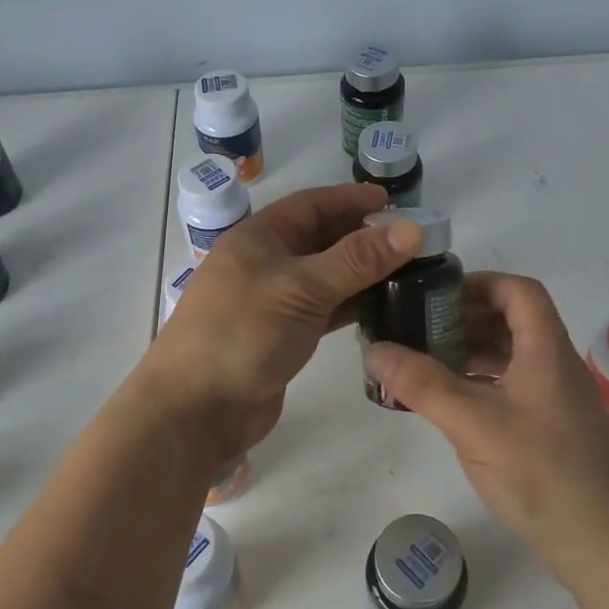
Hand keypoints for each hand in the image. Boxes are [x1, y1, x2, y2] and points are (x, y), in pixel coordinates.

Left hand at [138, 182, 420, 462]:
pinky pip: (322, 310)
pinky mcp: (280, 336)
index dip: (350, 199)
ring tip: (406, 271)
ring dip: (359, 272)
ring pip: (323, 276)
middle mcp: (264, 263)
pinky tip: (380, 307)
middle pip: (319, 239)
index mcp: (258, 237)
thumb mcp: (301, 287)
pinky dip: (349, 305)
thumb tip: (411, 228)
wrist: (197, 408)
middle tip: (409, 240)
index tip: (393, 202)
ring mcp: (271, 302)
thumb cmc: (243, 333)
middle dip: (360, 235)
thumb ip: (357, 259)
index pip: (311, 205)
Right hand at [363, 272, 608, 580]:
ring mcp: (554, 400)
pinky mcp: (549, 430)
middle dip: (463, 319)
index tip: (436, 296)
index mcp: (546, 349)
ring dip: (468, 353)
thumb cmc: (541, 471)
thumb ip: (421, 384)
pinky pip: (509, 389)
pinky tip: (448, 403)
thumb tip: (373, 349)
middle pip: (511, 322)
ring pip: (509, 358)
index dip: (479, 283)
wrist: (603, 545)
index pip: (519, 291)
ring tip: (422, 362)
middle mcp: (554, 366)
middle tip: (417, 329)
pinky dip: (478, 384)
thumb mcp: (473, 423)